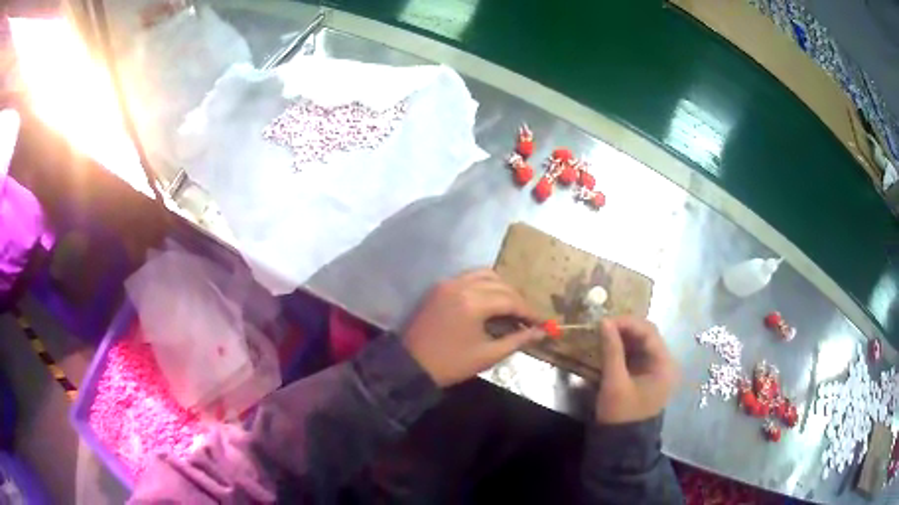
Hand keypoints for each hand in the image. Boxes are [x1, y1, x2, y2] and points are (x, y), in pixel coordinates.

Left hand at [403, 269, 543, 386]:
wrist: (410, 365)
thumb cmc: (451, 364)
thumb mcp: (488, 355)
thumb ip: (517, 340)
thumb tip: (541, 332)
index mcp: (473, 303)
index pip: (511, 300)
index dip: (529, 311)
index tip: (542, 322)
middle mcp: (461, 285)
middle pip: (500, 283)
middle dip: (517, 299)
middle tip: (527, 317)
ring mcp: (448, 283)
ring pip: (485, 274)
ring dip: (502, 287)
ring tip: (510, 307)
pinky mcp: (439, 287)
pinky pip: (469, 277)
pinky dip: (484, 284)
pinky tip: (490, 301)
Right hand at [595, 316, 678, 423]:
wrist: (622, 444)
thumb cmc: (621, 414)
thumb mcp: (615, 382)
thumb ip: (612, 351)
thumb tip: (604, 322)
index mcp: (664, 364)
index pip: (649, 332)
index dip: (627, 323)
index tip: (604, 321)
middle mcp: (664, 363)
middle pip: (646, 336)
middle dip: (624, 329)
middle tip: (601, 327)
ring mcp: (655, 370)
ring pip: (640, 344)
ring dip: (622, 338)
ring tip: (602, 335)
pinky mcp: (645, 376)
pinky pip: (635, 355)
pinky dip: (622, 349)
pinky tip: (607, 348)